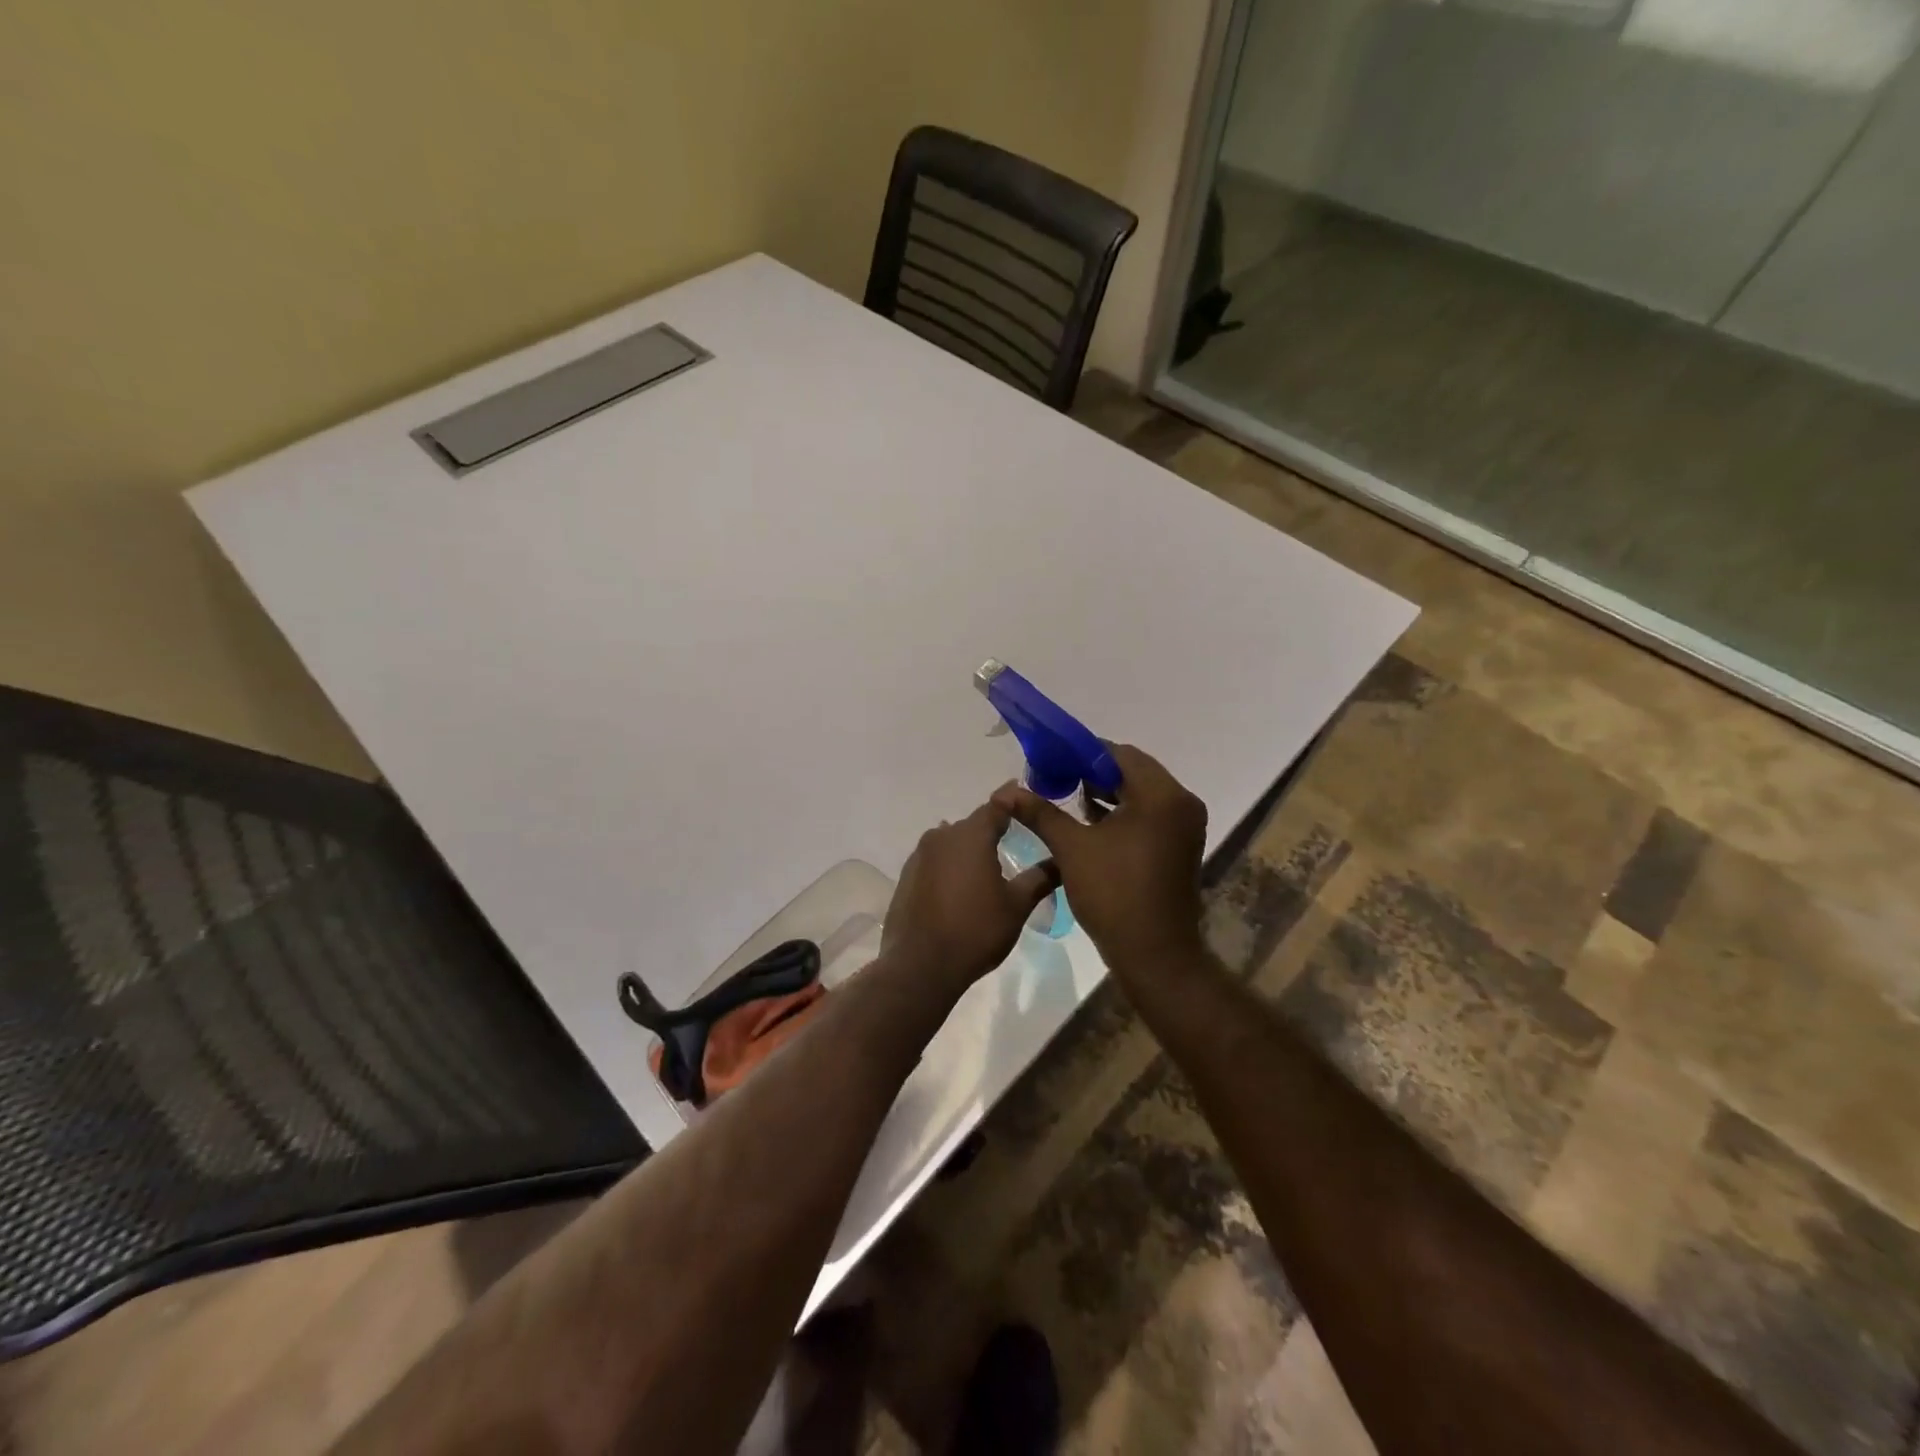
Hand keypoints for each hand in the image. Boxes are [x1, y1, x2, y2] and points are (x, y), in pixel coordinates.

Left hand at [882, 801, 1058, 990]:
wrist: (921, 966)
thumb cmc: (976, 931)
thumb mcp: (1017, 906)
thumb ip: (1039, 878)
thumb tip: (1061, 861)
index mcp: (971, 835)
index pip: (997, 805)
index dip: (1014, 800)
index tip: (1028, 799)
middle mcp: (942, 836)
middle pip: (973, 825)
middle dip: (993, 829)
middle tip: (1015, 839)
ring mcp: (920, 856)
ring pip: (952, 842)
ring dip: (969, 849)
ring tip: (988, 866)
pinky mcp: (907, 876)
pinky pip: (935, 861)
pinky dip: (951, 866)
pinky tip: (961, 886)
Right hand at [992, 744, 1207, 982]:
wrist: (1154, 954)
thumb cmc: (1114, 894)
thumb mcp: (1072, 848)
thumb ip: (1041, 813)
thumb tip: (1006, 793)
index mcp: (1161, 795)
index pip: (1119, 754)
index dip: (1082, 754)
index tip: (1050, 760)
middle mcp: (1181, 803)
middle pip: (1132, 771)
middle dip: (1092, 774)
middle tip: (1055, 779)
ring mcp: (1185, 826)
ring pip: (1140, 794)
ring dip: (1107, 793)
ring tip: (1067, 799)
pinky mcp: (1181, 845)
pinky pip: (1149, 815)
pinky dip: (1122, 814)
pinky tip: (1090, 823)